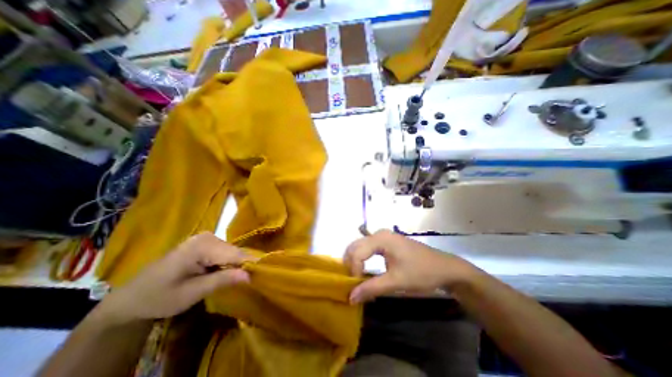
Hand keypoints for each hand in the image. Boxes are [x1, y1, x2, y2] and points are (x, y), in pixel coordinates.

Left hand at [93, 233, 251, 323]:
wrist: (131, 298)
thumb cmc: (159, 297)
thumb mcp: (192, 293)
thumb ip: (223, 280)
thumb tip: (250, 275)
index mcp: (202, 246)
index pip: (235, 254)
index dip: (250, 265)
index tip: (263, 275)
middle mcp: (207, 236)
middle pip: (234, 251)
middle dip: (242, 265)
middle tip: (248, 281)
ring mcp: (206, 238)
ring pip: (231, 251)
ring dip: (235, 265)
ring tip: (237, 279)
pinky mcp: (204, 243)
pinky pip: (224, 252)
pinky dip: (228, 263)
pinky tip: (225, 272)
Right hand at [343, 230, 473, 303]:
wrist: (445, 268)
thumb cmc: (421, 273)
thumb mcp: (396, 282)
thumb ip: (371, 288)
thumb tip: (350, 297)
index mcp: (380, 239)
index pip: (357, 253)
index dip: (353, 271)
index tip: (356, 288)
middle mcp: (379, 234)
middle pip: (355, 246)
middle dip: (351, 264)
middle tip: (353, 282)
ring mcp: (383, 236)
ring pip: (360, 246)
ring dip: (355, 261)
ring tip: (357, 278)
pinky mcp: (387, 242)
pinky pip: (368, 248)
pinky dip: (362, 259)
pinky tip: (364, 270)